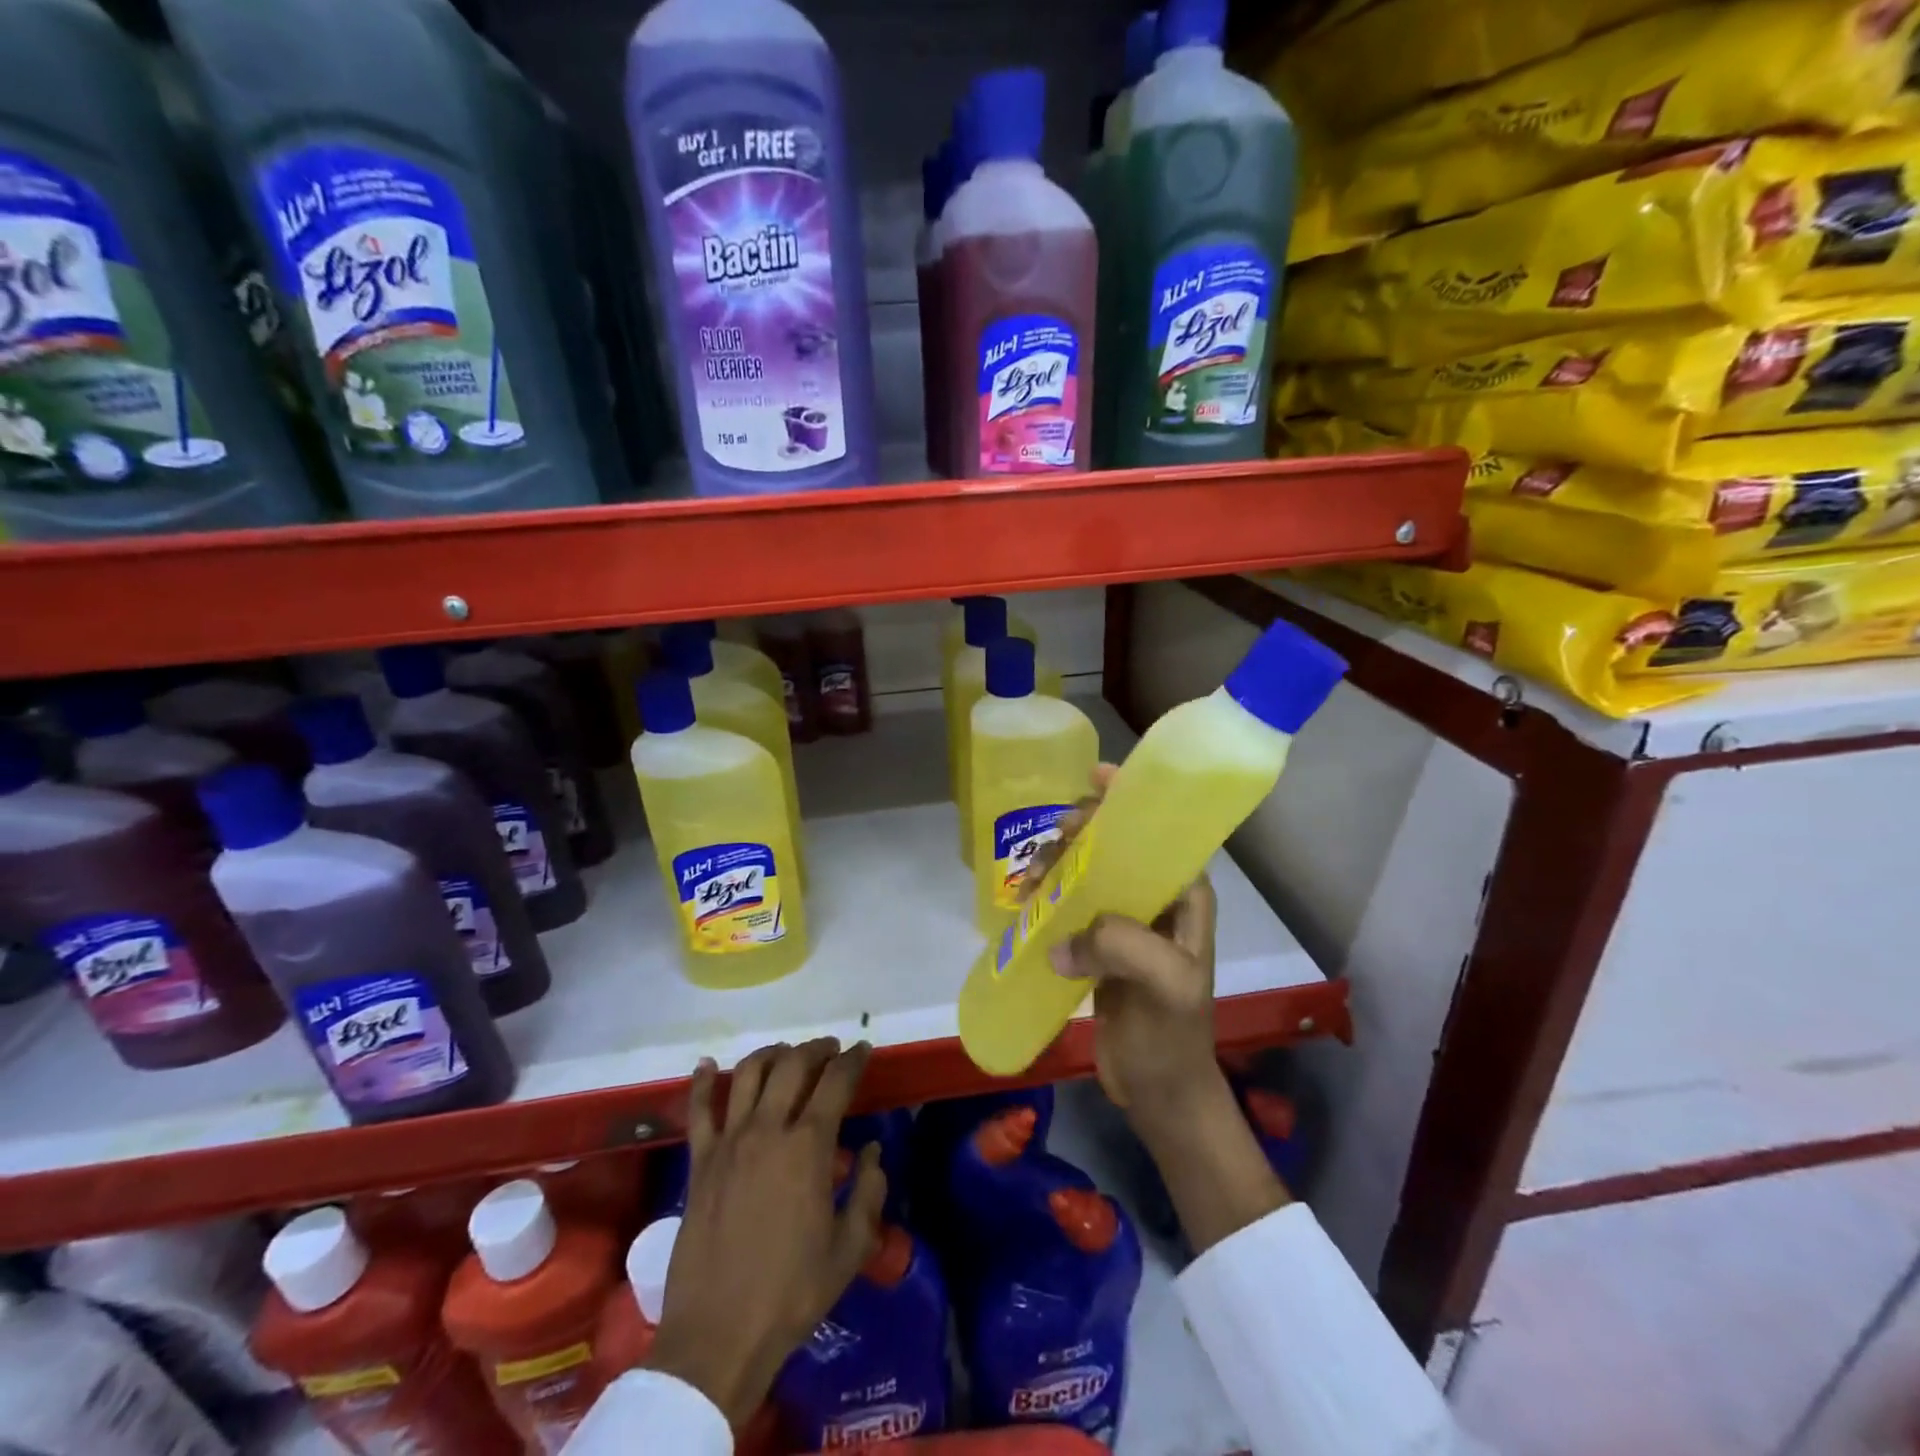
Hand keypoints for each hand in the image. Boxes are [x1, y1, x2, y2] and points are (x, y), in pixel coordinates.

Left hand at [646, 1039, 884, 1426]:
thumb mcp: (849, 1249)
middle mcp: (768, 1129)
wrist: (718, 1337)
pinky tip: (707, 1064)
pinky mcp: (699, 1162)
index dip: (853, 1059)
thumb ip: (868, 1192)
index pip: (836, 1082)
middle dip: (816, 1049)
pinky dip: (703, 1081)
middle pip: (793, 1065)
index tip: (863, 1050)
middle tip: (830, 1049)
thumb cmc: (791, 1294)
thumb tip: (871, 1152)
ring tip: (786, 1053)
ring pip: (748, 1074)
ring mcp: (729, 1142)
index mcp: (809, 1147)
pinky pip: (699, 1110)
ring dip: (771, 1054)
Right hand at [1027, 764, 1223, 1120]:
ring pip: (1087, 870)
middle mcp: (1155, 899)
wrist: (1159, 1090)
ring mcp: (1124, 921)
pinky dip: (1047, 895)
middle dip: (1082, 832)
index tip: (1095, 779)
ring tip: (1030, 884)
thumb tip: (1060, 942)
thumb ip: (1123, 945)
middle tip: (1054, 841)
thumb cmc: (1173, 1036)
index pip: (1159, 832)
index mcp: (1183, 896)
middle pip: (1115, 843)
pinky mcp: (1098, 945)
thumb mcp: (1164, 986)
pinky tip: (1026, 902)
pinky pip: (1070, 904)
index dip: (1130, 800)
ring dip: (1057, 864)